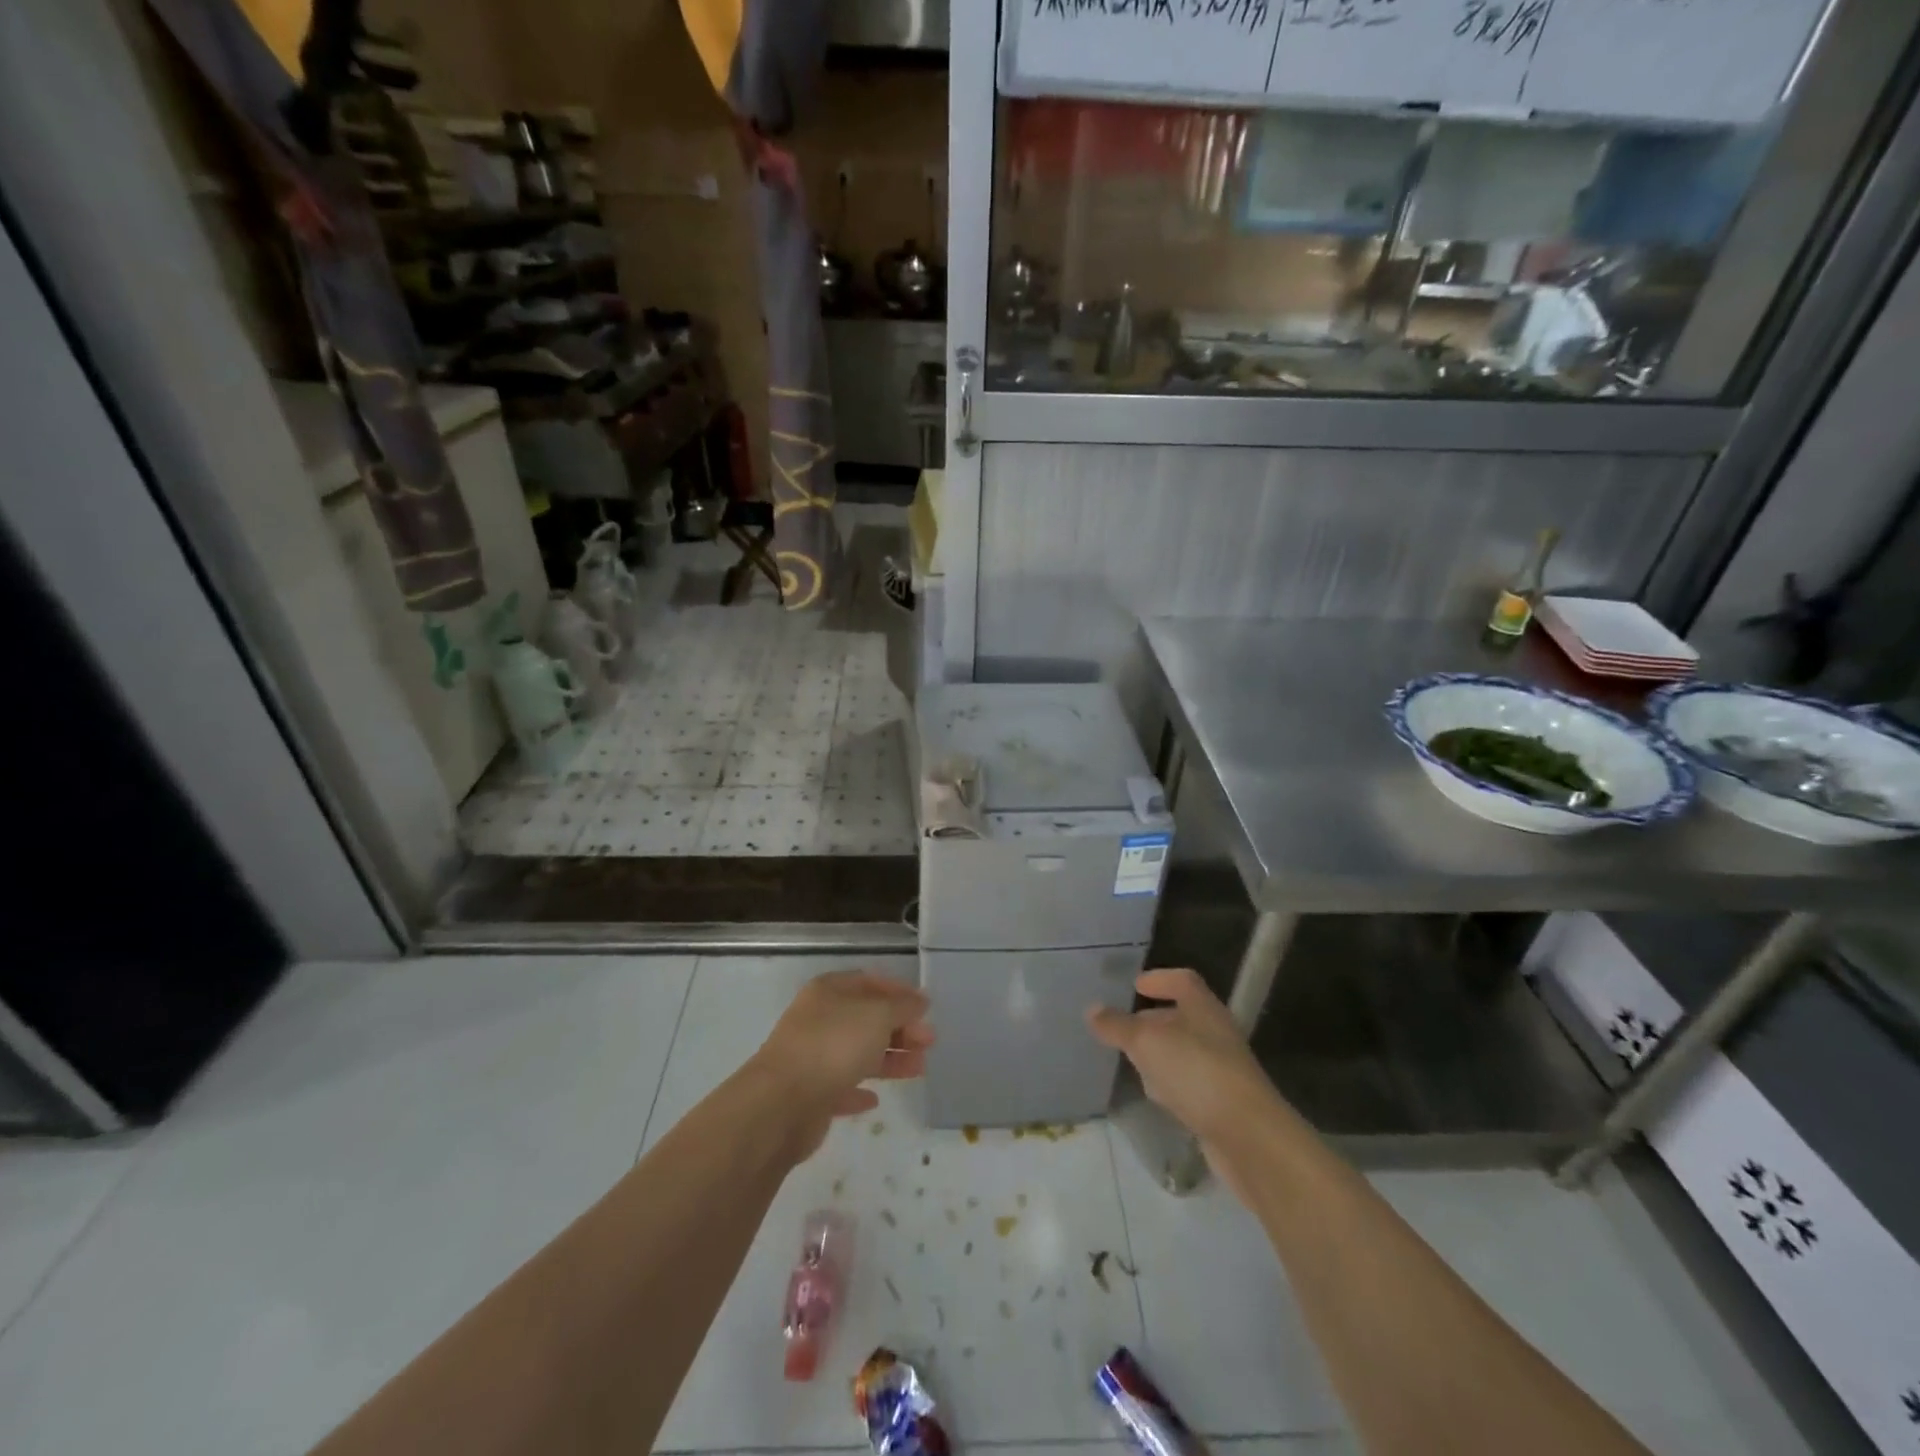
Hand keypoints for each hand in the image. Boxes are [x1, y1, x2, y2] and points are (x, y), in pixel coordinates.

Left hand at [747, 971, 934, 1160]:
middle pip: (866, 1018)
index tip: (926, 1008)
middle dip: (900, 1028)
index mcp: (829, 991)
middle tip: (929, 1042)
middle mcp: (818, 1019)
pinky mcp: (810, 1094)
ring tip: (919, 1069)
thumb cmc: (833, 1046)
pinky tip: (876, 1099)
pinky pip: (841, 1087)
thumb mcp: (877, 1015)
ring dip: (889, 1059)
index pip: (869, 982)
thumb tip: (920, 1000)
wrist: (782, 1104)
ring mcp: (812, 1056)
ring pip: (857, 1052)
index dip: (899, 991)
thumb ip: (902, 1007)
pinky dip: (859, 1090)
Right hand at [1087, 968, 1288, 1190]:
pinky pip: (1190, 1084)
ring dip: (1160, 1054)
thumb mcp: (1147, 1042)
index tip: (1134, 986)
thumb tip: (1092, 1009)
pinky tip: (1156, 1097)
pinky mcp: (1222, 1103)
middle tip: (1123, 1028)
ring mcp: (1222, 1070)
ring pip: (1184, 1052)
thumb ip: (1118, 1025)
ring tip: (1132, 1062)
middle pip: (1182, 1016)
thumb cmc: (1197, 1072)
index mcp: (1203, 1008)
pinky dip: (1171, 1085)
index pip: (1182, 981)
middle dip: (1153, 1019)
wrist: (1249, 1137)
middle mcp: (1216, 1033)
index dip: (1159, 979)